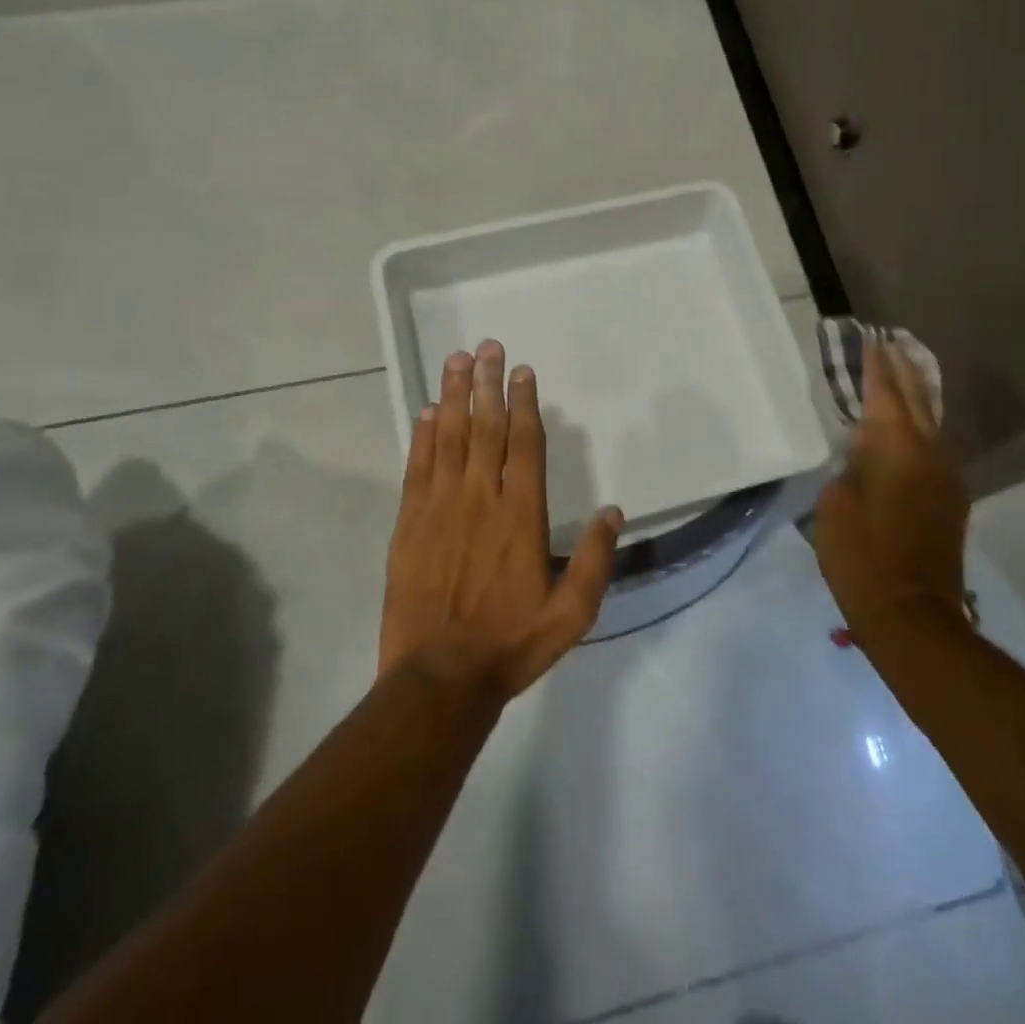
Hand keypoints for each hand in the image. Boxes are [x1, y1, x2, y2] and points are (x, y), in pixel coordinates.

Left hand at [381, 339, 622, 703]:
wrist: (439, 678)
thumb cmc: (511, 644)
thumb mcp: (571, 613)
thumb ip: (595, 560)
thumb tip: (615, 512)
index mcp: (521, 515)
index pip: (524, 444)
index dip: (524, 403)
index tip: (521, 370)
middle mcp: (480, 498)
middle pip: (485, 428)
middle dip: (486, 383)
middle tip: (486, 346)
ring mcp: (440, 508)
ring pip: (448, 438)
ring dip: (452, 397)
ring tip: (455, 361)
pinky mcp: (410, 524)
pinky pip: (417, 468)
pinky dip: (421, 438)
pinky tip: (425, 414)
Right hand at [813, 340, 971, 643]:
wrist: (912, 615)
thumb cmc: (860, 556)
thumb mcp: (835, 504)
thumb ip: (850, 467)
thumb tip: (863, 455)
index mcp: (896, 448)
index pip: (885, 393)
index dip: (875, 366)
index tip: (870, 339)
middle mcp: (929, 453)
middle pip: (916, 399)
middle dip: (902, 370)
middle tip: (889, 343)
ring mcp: (946, 477)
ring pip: (930, 423)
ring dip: (915, 397)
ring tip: (901, 374)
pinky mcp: (950, 500)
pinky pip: (933, 448)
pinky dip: (919, 427)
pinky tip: (909, 427)